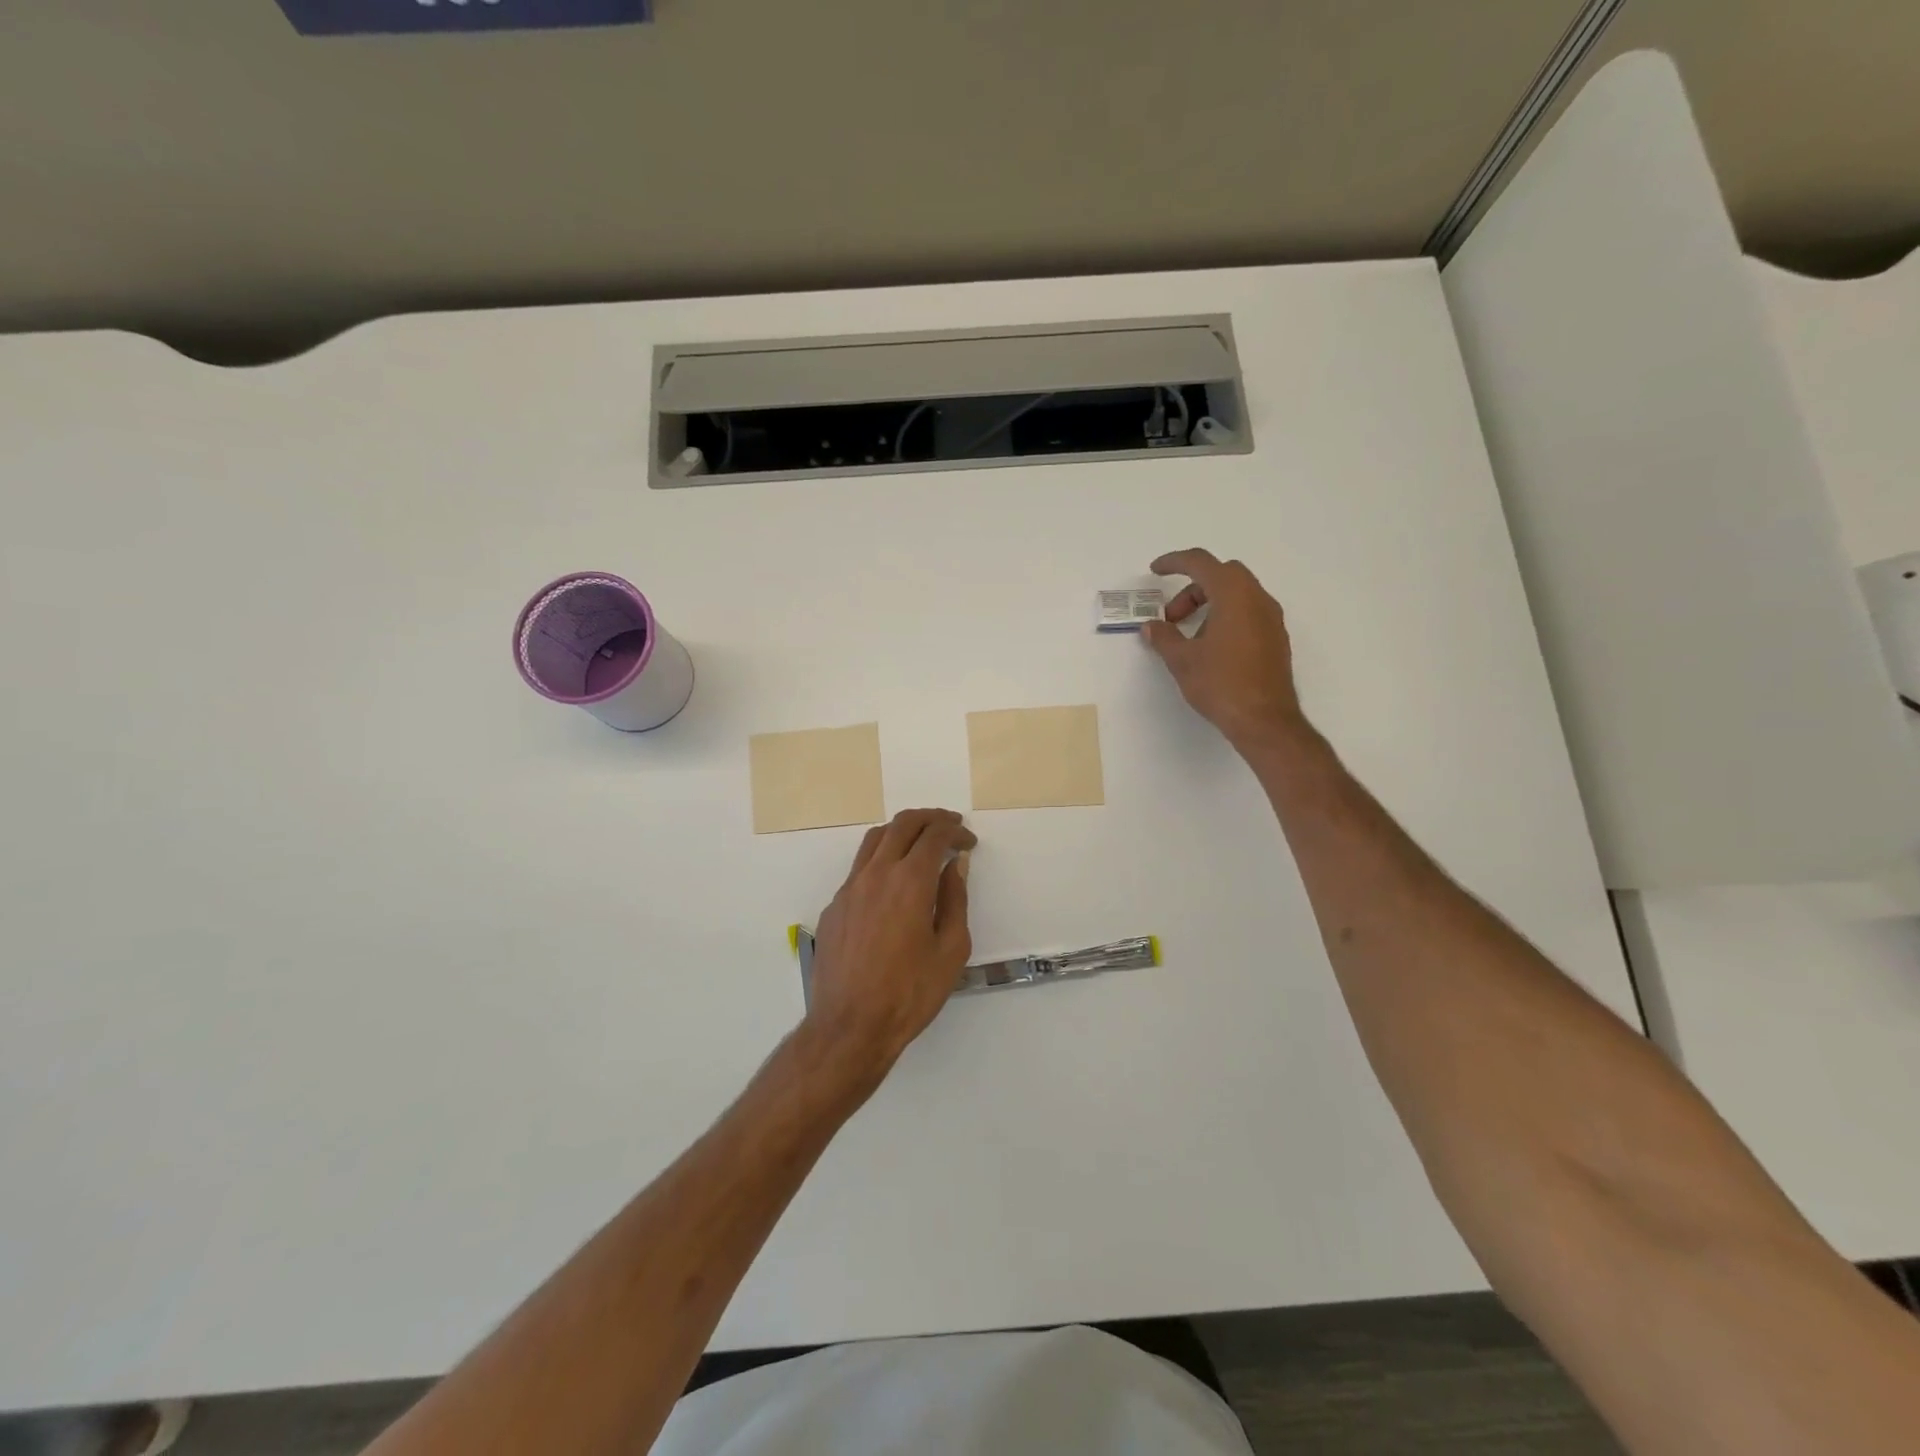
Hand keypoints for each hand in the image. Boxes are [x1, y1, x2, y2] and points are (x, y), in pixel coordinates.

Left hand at [803, 808, 975, 1079]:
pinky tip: (892, 883)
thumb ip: (955, 900)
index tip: (968, 841)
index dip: (955, 832)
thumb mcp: (951, 950)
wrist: (850, 1026)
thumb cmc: (909, 993)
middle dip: (930, 819)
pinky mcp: (834, 906)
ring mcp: (849, 888)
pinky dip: (881, 859)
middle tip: (949, 826)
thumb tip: (954, 866)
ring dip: (901, 831)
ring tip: (920, 842)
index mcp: (909, 881)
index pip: (934, 836)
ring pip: (874, 839)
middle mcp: (876, 874)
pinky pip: (859, 867)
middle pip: (902, 825)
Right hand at [1143, 548, 1308, 753]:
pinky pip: (1248, 611)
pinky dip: (1226, 616)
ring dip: (1209, 603)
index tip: (1155, 570)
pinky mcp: (1276, 638)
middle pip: (1222, 574)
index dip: (1175, 562)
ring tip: (1188, 635)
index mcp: (1233, 595)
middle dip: (1193, 588)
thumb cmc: (1220, 684)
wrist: (1264, 719)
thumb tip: (1151, 627)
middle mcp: (1257, 598)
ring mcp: (1271, 618)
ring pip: (1237, 593)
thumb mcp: (1182, 660)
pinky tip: (1211, 647)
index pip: (1201, 562)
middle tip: (1172, 616)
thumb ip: (1164, 637)